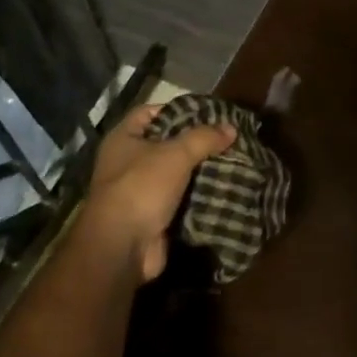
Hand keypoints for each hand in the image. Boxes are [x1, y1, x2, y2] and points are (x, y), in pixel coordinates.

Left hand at [80, 102, 236, 281]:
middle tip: (227, 137)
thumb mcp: (176, 154)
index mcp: (123, 139)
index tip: (207, 113)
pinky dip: (199, 194)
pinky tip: (225, 187)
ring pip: (177, 172)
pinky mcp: (154, 215)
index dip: (177, 109)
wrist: (123, 247)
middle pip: (167, 143)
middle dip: (196, 142)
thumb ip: (204, 137)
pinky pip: (181, 198)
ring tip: (233, 160)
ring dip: (201, 169)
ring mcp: (140, 190)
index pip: (150, 112)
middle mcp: (127, 162)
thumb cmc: (142, 187)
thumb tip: (231, 127)